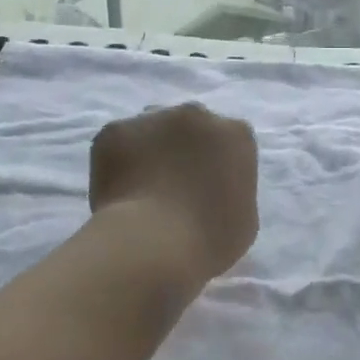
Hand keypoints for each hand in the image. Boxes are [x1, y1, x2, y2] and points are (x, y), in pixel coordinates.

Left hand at [90, 103, 258, 282]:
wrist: (152, 244)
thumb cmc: (209, 240)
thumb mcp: (244, 219)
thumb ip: (232, 191)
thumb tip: (213, 190)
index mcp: (235, 135)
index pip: (229, 142)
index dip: (215, 165)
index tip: (205, 190)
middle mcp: (197, 115)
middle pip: (190, 127)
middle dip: (183, 149)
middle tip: (171, 186)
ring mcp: (153, 118)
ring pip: (152, 130)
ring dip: (150, 150)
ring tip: (140, 189)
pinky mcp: (114, 130)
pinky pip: (118, 144)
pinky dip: (117, 162)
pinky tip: (118, 192)